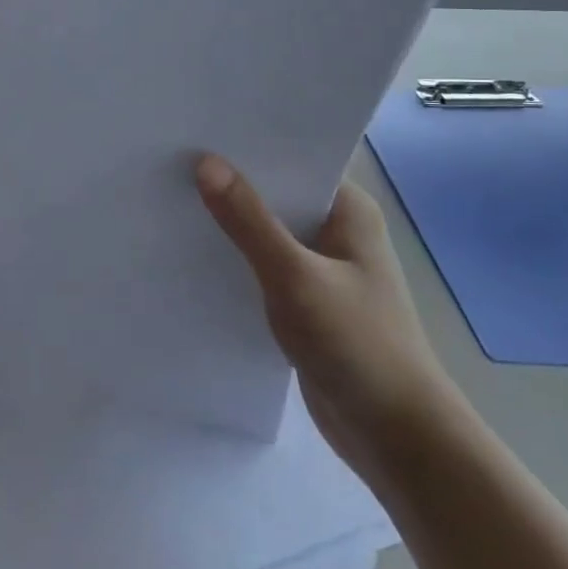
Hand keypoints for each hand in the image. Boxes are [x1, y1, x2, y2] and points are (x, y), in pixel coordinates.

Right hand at [196, 156, 458, 479]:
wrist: (395, 437)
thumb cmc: (357, 344)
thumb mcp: (296, 277)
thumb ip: (249, 221)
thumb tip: (205, 163)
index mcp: (348, 210)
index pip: (294, 160)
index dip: (248, 147)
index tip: (197, 131)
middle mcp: (337, 231)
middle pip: (276, 195)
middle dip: (231, 184)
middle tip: (172, 161)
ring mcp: (322, 268)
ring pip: (267, 233)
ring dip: (231, 224)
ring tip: (172, 200)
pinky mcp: (306, 302)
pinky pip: (264, 267)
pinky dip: (237, 260)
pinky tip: (195, 253)